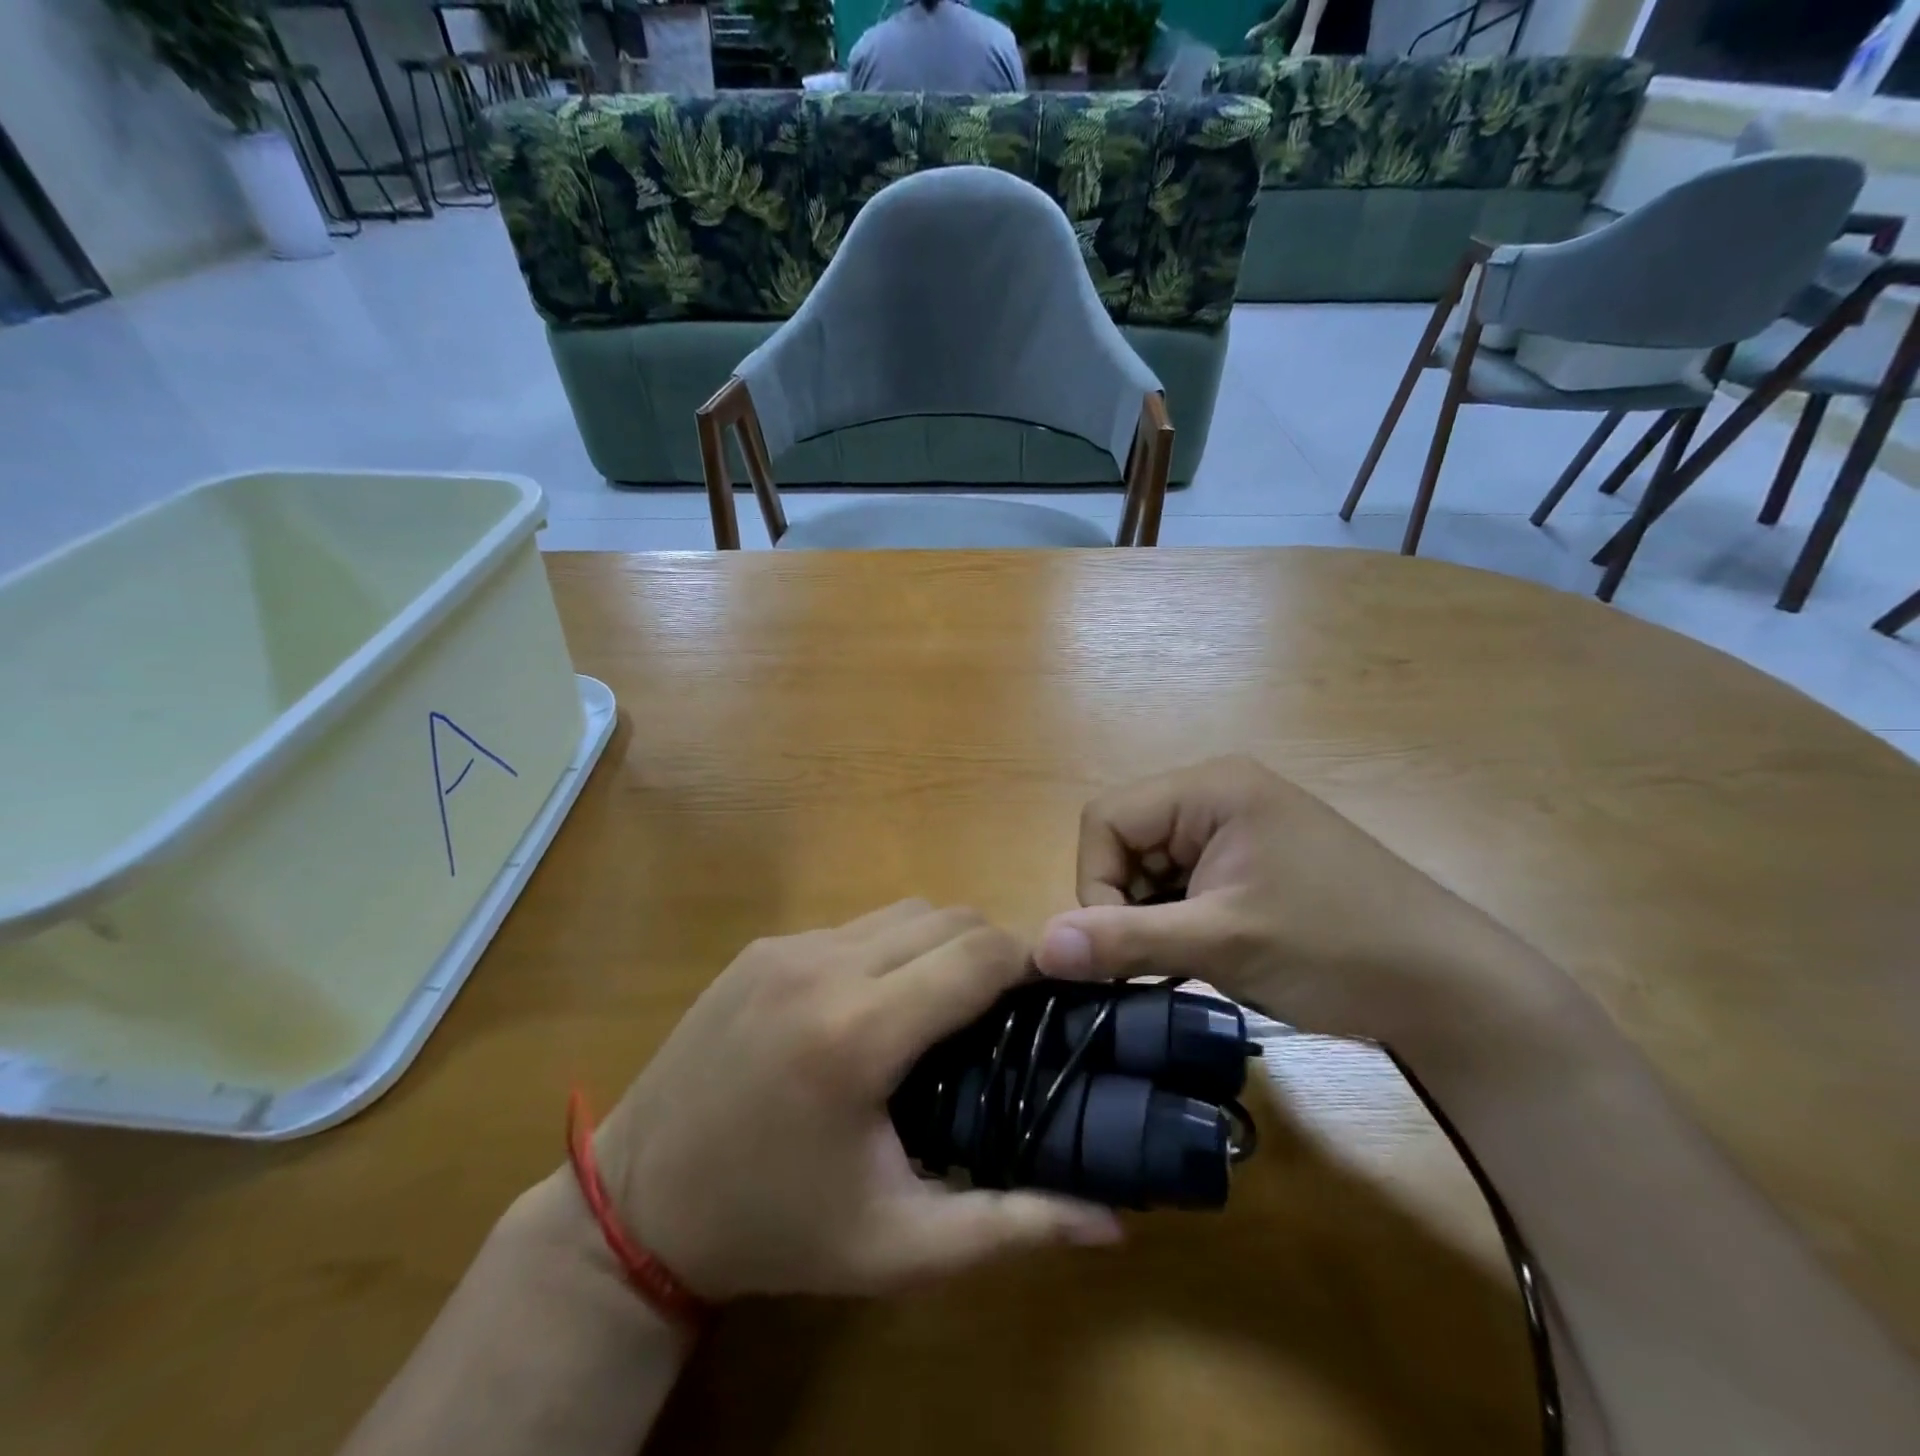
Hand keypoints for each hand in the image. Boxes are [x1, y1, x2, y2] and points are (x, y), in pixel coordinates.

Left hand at [591, 902, 1121, 1301]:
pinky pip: (855, 925)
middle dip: (991, 950)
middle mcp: (824, 965)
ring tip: (946, 1006)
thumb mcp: (895, 1246)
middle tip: (1004, 1011)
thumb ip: (1008, 1227)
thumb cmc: (775, 1229)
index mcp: (859, 1033)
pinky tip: (878, 1003)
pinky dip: (890, 947)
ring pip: (903, 911)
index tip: (1052, 995)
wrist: (636, 1205)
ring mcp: (787, 946)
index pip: (977, 954)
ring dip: (941, 943)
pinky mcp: (763, 945)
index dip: (1029, 963)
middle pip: (947, 917)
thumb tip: (1113, 1224)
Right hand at [1034, 756, 1483, 1041]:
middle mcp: (1217, 794)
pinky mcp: (1250, 861)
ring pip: (1151, 866)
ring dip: (1152, 916)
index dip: (1098, 884)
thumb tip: (1038, 946)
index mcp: (1209, 788)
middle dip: (1127, 903)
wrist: (1451, 991)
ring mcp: (1236, 828)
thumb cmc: (1335, 949)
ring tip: (1193, 959)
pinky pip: (1183, 881)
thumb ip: (1123, 940)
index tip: (1123, 946)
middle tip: (1160, 959)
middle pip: (1125, 841)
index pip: (1107, 820)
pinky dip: (1178, 920)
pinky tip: (1209, 954)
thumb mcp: (1220, 943)